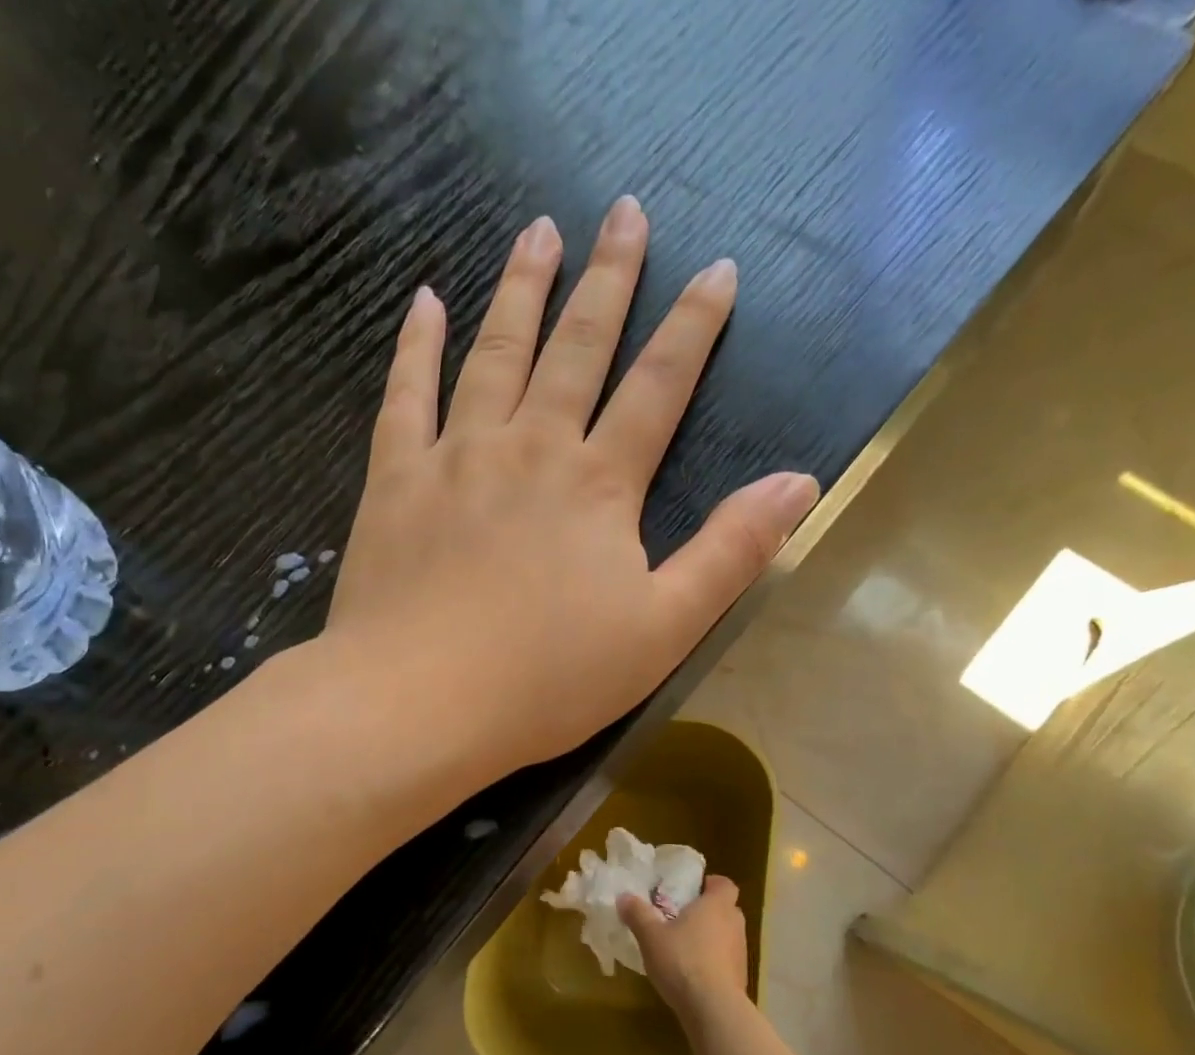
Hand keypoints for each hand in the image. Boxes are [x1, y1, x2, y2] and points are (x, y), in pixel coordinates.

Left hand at [325, 197, 818, 780]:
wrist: (421, 702)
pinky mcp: (394, 481)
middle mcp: (530, 449)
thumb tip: (800, 482)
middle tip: (624, 211)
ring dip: (521, 290)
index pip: (658, 388)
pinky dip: (416, 346)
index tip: (717, 270)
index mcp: (598, 486)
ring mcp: (455, 458)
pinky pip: (406, 396)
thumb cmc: (547, 680)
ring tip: (537, 232)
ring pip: (494, 354)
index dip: (692, 329)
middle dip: (608, 280)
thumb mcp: (662, 630)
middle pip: (576, 349)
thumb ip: (730, 552)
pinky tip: (424, 303)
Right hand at [617, 875, 750, 1020]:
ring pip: (726, 935)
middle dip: (707, 912)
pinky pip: (726, 960)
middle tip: (681, 918)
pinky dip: (713, 962)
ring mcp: (741, 952)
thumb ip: (637, 914)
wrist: (713, 1008)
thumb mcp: (650, 936)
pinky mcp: (740, 977)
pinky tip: (692, 975)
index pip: (724, 884)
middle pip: (726, 909)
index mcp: (716, 906)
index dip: (711, 884)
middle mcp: (734, 923)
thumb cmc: (682, 961)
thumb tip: (624, 897)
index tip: (692, 890)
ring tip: (683, 948)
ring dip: (710, 938)